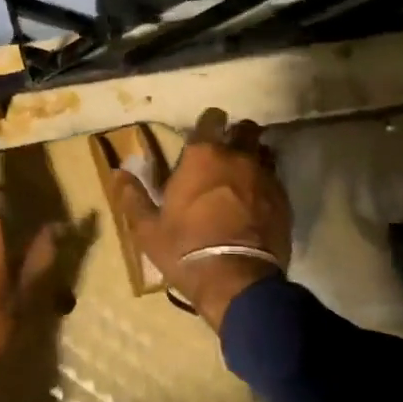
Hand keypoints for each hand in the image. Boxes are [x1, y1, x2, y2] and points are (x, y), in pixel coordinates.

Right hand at [110, 107, 292, 331]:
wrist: (237, 282)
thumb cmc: (185, 249)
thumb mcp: (148, 228)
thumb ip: (133, 196)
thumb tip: (118, 172)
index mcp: (202, 156)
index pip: (212, 118)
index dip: (208, 123)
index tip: (203, 134)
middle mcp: (237, 157)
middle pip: (245, 129)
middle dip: (237, 135)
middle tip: (225, 153)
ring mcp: (265, 177)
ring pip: (264, 152)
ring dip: (254, 157)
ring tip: (243, 175)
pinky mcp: (284, 200)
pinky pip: (276, 179)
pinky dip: (266, 184)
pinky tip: (258, 201)